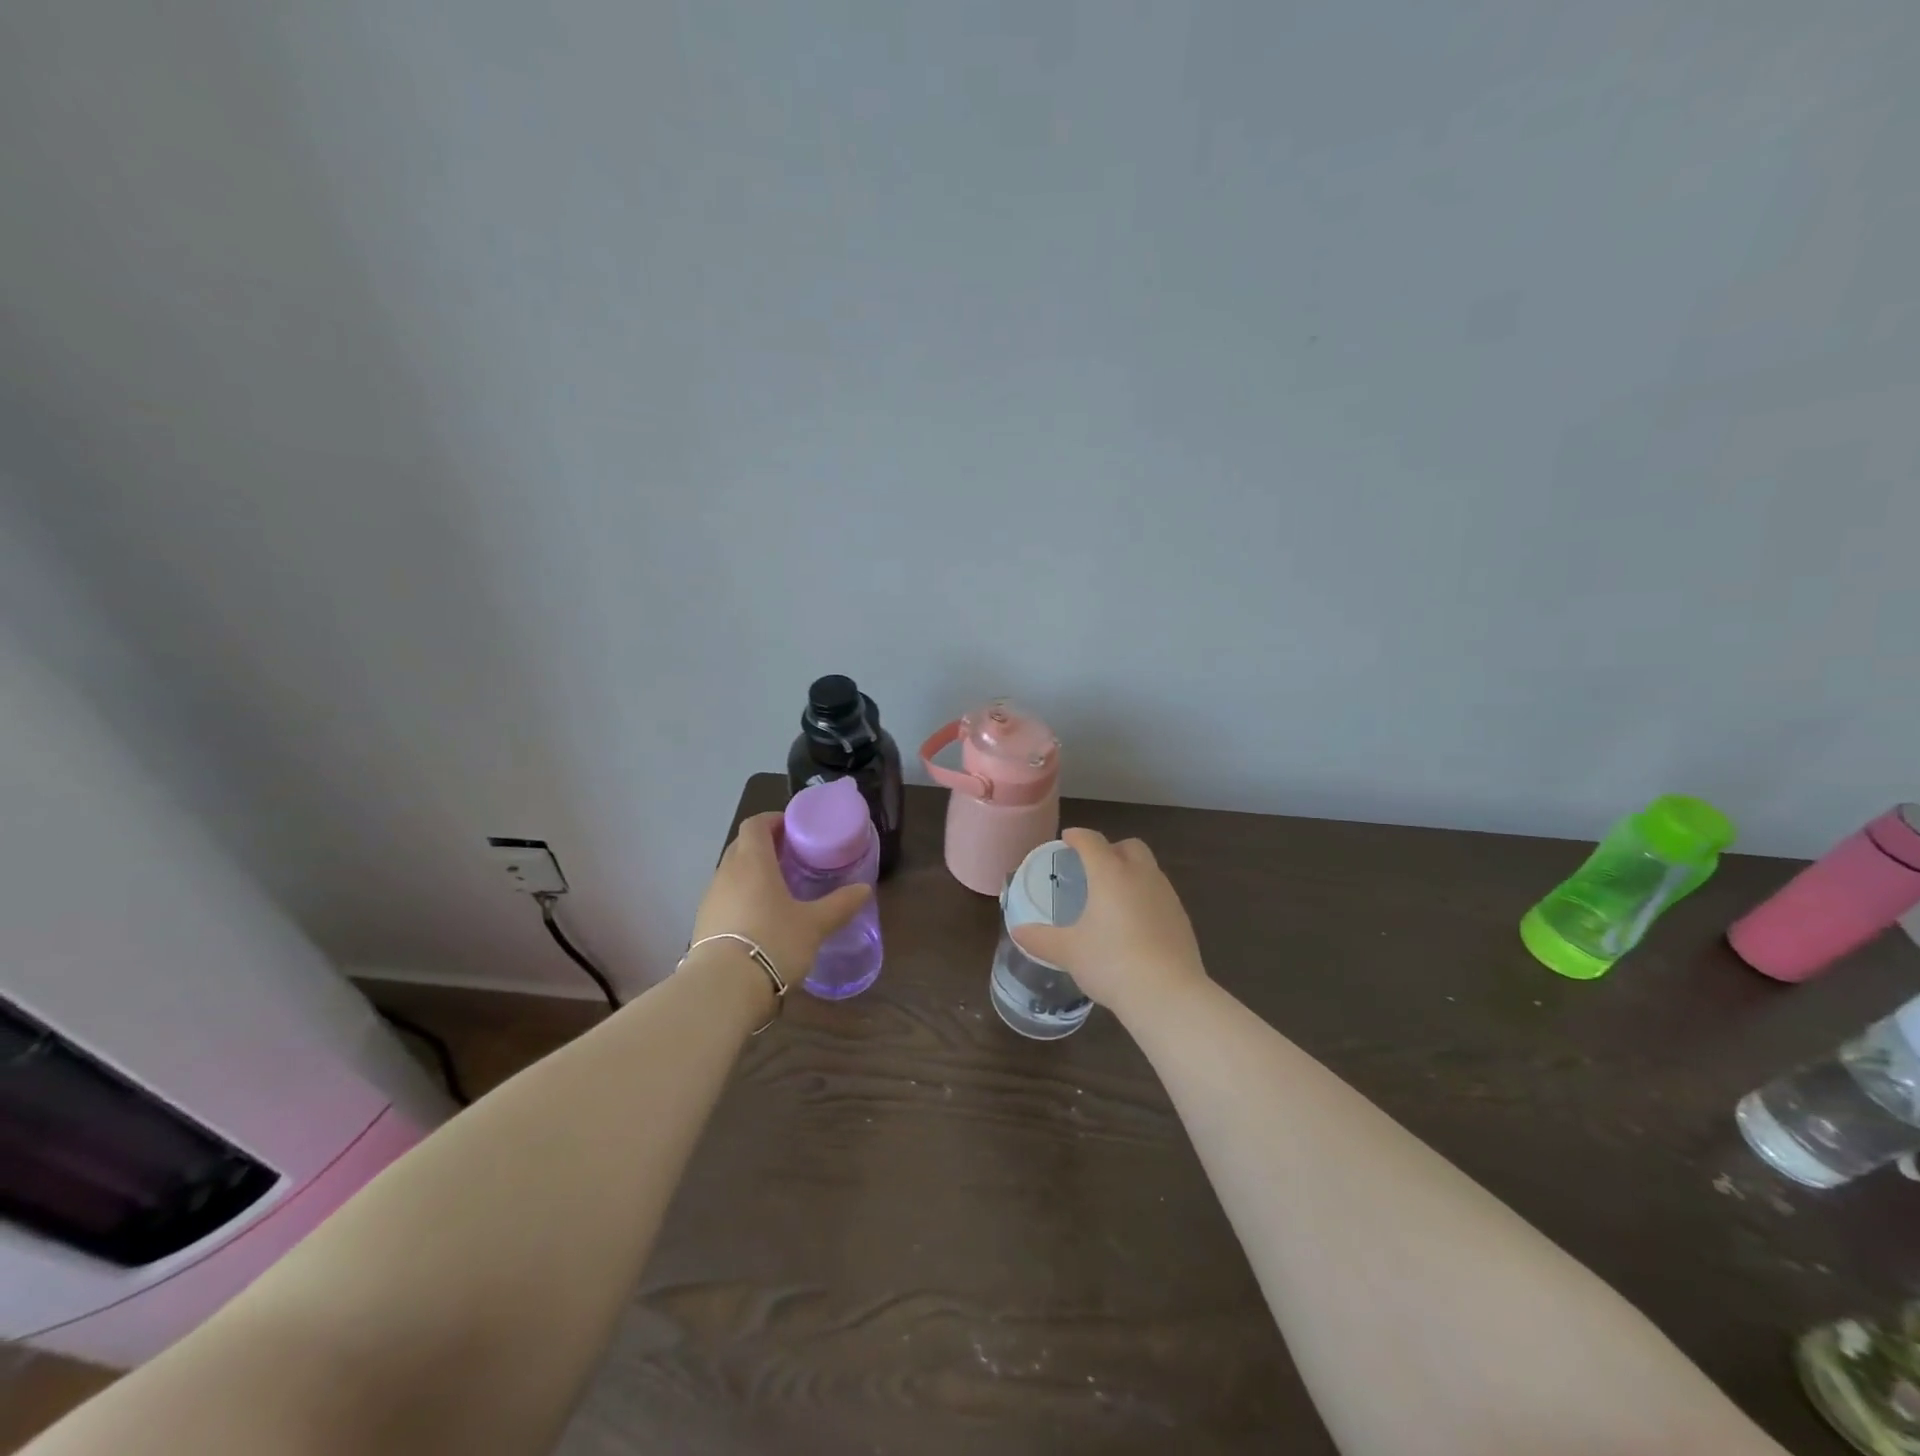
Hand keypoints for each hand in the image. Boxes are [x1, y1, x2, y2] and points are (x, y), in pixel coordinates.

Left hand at [690, 812, 871, 988]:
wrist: (723, 988)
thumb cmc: (773, 942)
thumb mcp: (815, 924)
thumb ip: (840, 904)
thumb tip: (864, 889)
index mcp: (752, 861)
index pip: (756, 824)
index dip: (773, 820)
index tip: (794, 828)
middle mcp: (726, 873)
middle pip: (742, 846)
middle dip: (765, 846)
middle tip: (793, 857)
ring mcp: (711, 899)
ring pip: (732, 873)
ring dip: (752, 873)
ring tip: (779, 889)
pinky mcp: (703, 924)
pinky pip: (725, 898)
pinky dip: (742, 898)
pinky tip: (761, 918)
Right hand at [1010, 828, 1207, 1021]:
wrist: (1168, 994)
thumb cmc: (1111, 963)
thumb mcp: (1069, 952)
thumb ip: (1041, 939)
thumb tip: (1017, 932)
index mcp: (1110, 874)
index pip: (1092, 841)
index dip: (1077, 837)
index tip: (1067, 840)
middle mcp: (1141, 875)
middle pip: (1129, 846)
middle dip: (1111, 849)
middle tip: (1093, 867)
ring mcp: (1166, 895)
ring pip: (1148, 869)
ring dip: (1131, 872)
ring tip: (1113, 896)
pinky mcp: (1182, 918)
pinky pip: (1160, 894)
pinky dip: (1145, 896)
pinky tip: (1134, 923)